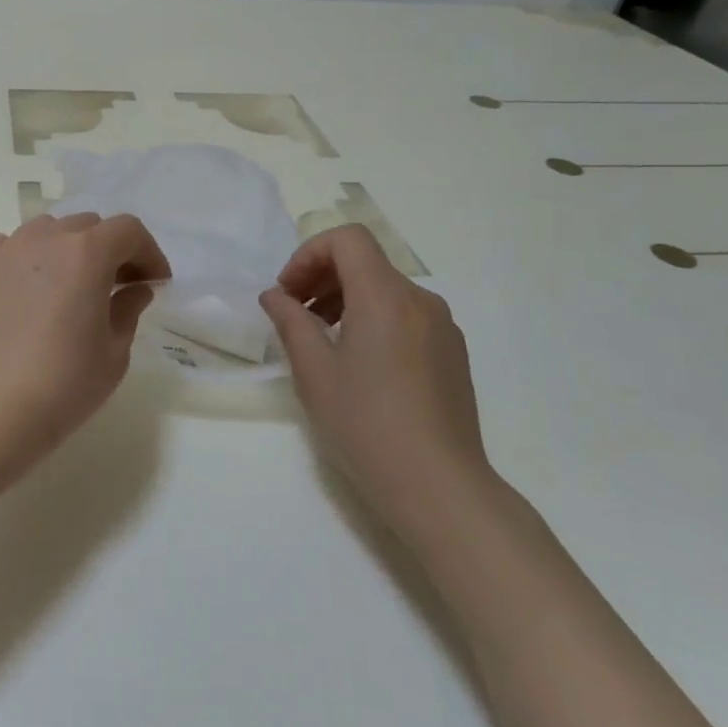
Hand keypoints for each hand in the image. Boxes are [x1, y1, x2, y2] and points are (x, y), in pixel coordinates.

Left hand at [0, 213, 171, 487]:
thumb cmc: (62, 385)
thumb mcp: (114, 353)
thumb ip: (129, 309)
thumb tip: (135, 288)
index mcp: (87, 253)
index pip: (128, 230)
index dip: (148, 252)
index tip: (154, 282)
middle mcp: (45, 238)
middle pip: (87, 226)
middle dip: (109, 250)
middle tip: (116, 287)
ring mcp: (5, 250)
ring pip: (47, 230)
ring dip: (67, 250)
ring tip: (68, 287)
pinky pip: (8, 246)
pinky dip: (25, 257)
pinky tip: (26, 290)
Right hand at [260, 225, 492, 537]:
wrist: (439, 487)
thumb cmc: (367, 425)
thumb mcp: (314, 372)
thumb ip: (290, 322)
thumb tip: (276, 296)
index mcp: (386, 297)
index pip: (347, 240)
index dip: (309, 254)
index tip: (288, 292)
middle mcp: (420, 301)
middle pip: (366, 261)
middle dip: (322, 275)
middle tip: (293, 313)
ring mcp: (442, 327)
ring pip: (385, 288)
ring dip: (345, 298)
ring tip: (320, 339)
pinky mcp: (452, 352)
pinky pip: (405, 314)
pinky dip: (372, 318)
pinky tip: (358, 362)